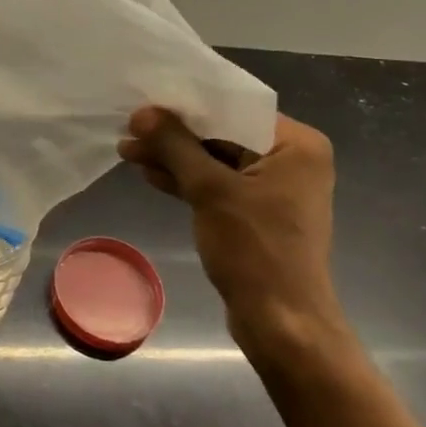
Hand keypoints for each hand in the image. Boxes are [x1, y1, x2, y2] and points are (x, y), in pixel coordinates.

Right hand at [118, 107, 348, 358]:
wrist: (282, 324)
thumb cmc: (255, 250)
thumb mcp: (210, 190)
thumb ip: (175, 146)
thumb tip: (141, 112)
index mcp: (296, 144)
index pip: (234, 109)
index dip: (187, 106)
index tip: (145, 102)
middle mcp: (292, 159)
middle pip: (224, 135)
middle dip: (175, 136)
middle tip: (129, 128)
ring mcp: (276, 188)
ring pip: (217, 161)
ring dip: (175, 158)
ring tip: (128, 151)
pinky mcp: (258, 213)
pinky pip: (219, 185)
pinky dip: (188, 181)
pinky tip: (151, 174)